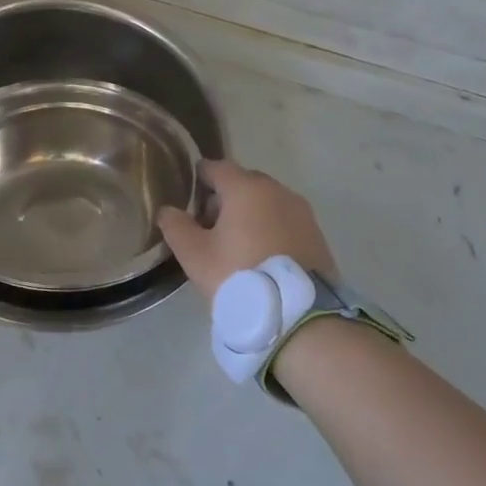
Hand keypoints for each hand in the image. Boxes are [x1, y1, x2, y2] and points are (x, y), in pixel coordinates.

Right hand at [156, 159, 336, 296]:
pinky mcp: (317, 235)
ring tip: (236, 246)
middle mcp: (277, 190)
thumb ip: (176, 226)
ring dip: (249, 215)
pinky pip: (285, 222)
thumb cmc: (239, 276)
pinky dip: (270, 230)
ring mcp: (301, 212)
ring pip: (266, 202)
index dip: (198, 179)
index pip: (215, 167)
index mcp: (246, 187)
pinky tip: (261, 257)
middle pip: (243, 183)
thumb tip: (168, 211)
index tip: (188, 199)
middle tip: (209, 228)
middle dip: (224, 199)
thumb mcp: (195, 255)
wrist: (300, 318)